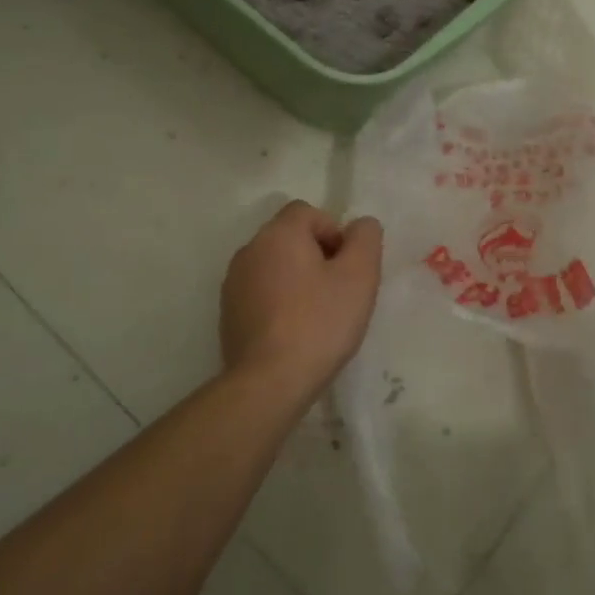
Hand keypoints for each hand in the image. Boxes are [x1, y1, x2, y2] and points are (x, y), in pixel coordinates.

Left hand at [220, 201, 382, 395]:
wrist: (269, 382)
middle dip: (317, 256)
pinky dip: (279, 302)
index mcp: (278, 234)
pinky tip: (294, 332)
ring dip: (297, 280)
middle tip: (339, 291)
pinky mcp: (228, 313)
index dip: (334, 233)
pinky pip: (261, 293)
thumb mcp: (359, 276)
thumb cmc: (319, 322)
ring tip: (318, 315)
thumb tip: (361, 225)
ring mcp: (234, 283)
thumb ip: (366, 239)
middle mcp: (250, 250)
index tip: (347, 267)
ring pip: (275, 266)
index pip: (308, 212)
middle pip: (290, 238)